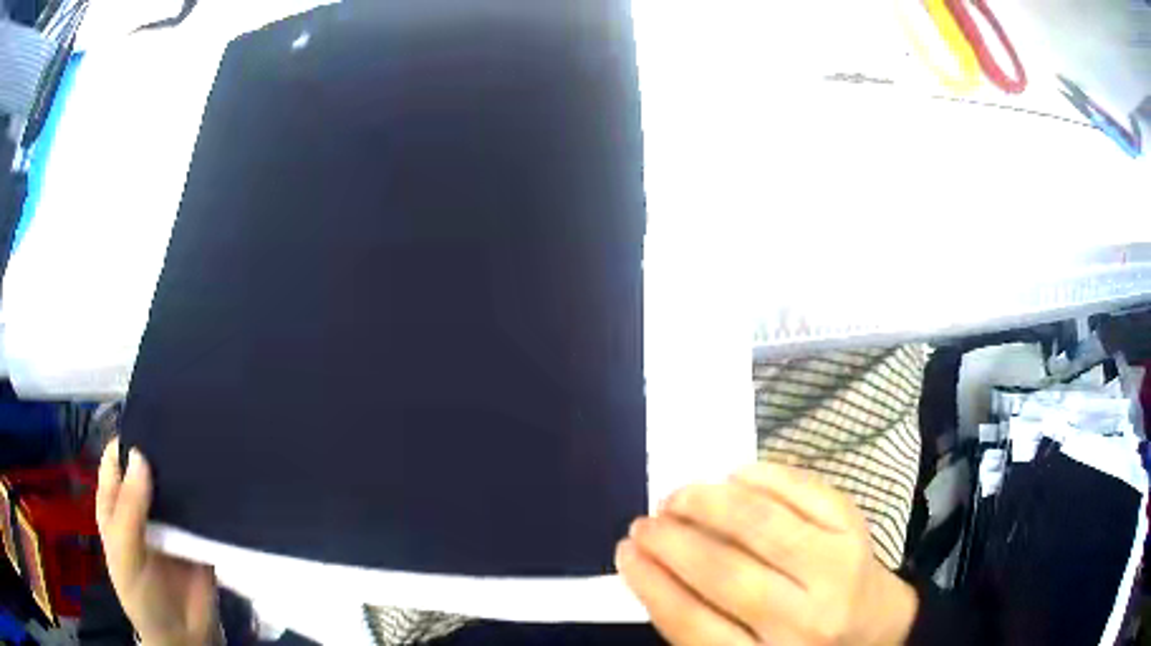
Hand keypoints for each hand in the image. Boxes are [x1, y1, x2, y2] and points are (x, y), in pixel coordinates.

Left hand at [97, 439, 221, 645]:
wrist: (184, 638)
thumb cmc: (142, 596)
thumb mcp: (125, 555)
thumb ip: (128, 510)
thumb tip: (142, 455)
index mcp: (116, 500)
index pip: (118, 454)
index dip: (131, 434)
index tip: (156, 414)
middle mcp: (141, 502)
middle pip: (150, 462)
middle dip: (165, 446)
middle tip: (189, 422)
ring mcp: (171, 519)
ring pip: (177, 482)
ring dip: (189, 469)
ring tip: (211, 442)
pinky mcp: (198, 534)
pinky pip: (202, 510)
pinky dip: (210, 496)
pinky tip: (225, 479)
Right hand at [616, 463, 917, 645]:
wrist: (875, 627)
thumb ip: (704, 622)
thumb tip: (654, 566)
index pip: (693, 624)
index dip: (652, 584)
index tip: (624, 554)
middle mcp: (804, 621)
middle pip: (725, 573)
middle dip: (672, 541)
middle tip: (644, 523)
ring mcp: (837, 569)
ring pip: (762, 525)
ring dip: (709, 503)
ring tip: (678, 496)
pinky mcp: (857, 529)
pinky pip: (803, 492)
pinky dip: (762, 477)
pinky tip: (733, 477)